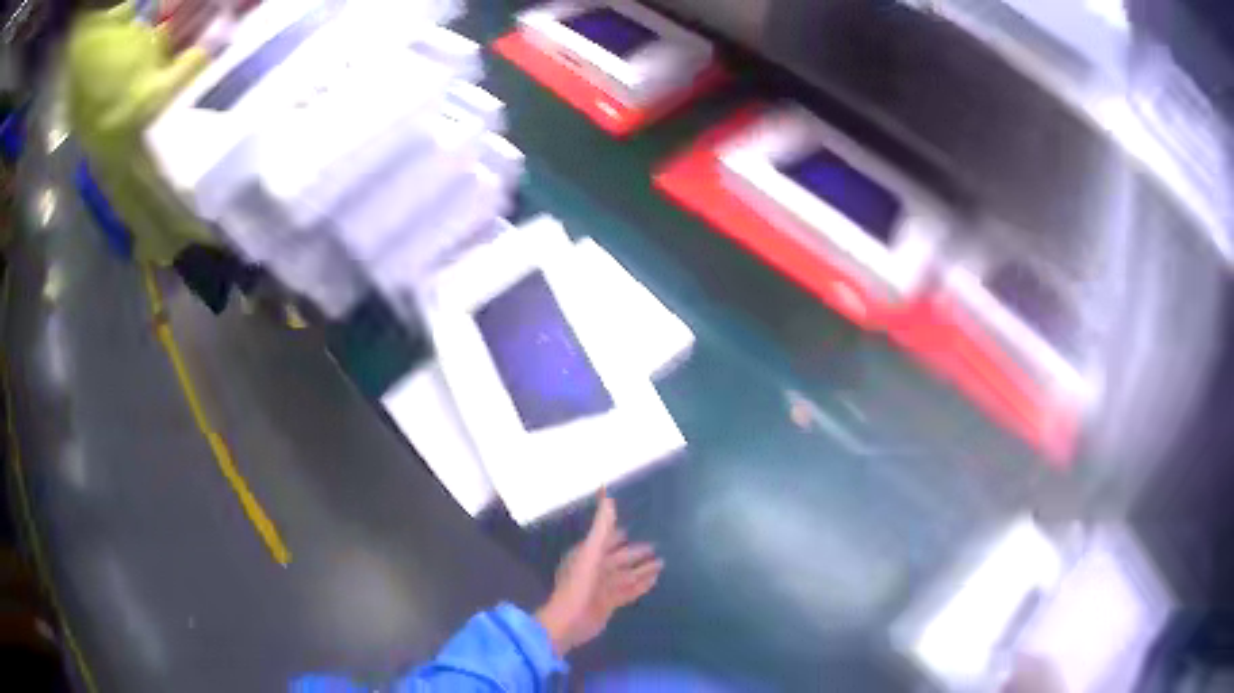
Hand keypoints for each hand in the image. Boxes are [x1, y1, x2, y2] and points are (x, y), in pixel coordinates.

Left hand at [535, 491, 662, 656]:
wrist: (570, 620)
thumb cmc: (578, 584)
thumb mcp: (591, 552)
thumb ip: (602, 527)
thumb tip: (608, 496)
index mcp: (585, 556)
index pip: (603, 541)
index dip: (615, 535)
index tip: (630, 528)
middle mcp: (594, 570)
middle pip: (619, 559)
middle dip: (635, 554)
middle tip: (654, 547)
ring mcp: (602, 588)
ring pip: (626, 575)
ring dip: (642, 570)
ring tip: (661, 563)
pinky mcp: (610, 604)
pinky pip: (629, 591)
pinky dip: (641, 585)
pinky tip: (655, 581)